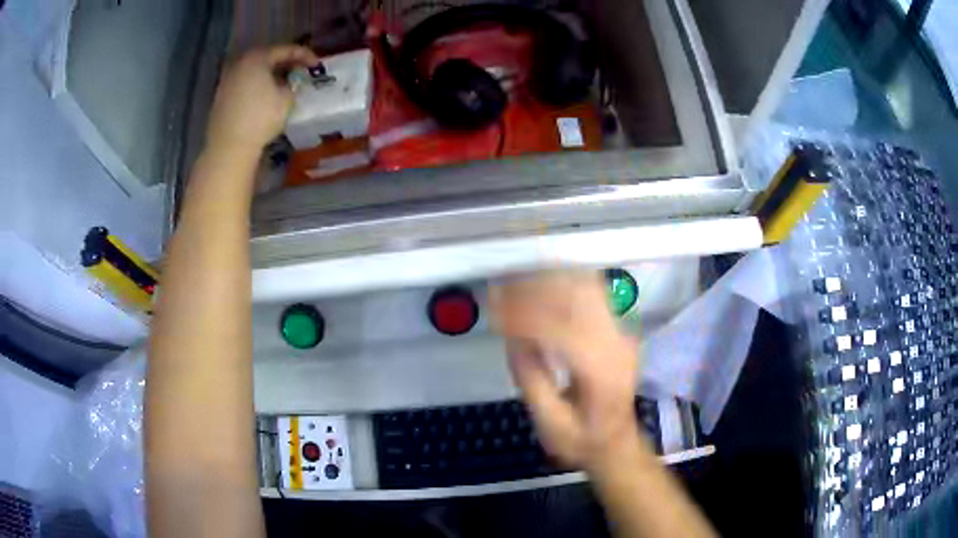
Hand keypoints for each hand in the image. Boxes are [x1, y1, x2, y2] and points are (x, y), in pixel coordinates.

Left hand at [206, 46, 319, 151]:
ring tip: (285, 81)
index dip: (304, 55)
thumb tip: (292, 81)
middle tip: (301, 69)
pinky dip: (258, 82)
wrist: (229, 146)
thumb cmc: (260, 119)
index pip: (286, 50)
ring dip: (271, 72)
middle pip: (268, 56)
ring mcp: (228, 78)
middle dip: (286, 62)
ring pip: (255, 69)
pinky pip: (245, 81)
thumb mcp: (286, 99)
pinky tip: (267, 92)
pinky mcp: (222, 94)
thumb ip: (293, 83)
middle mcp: (240, 62)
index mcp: (257, 58)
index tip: (317, 64)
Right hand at [490, 271, 641, 472]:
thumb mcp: (550, 424)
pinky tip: (540, 281)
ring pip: (586, 289)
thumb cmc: (581, 440)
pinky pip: (591, 293)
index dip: (526, 317)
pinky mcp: (617, 328)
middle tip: (499, 292)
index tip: (495, 314)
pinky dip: (564, 282)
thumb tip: (511, 337)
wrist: (616, 441)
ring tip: (515, 284)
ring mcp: (621, 333)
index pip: (564, 332)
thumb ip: (532, 380)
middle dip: (535, 291)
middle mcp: (617, 346)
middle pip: (578, 301)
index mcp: (602, 375)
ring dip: (549, 281)